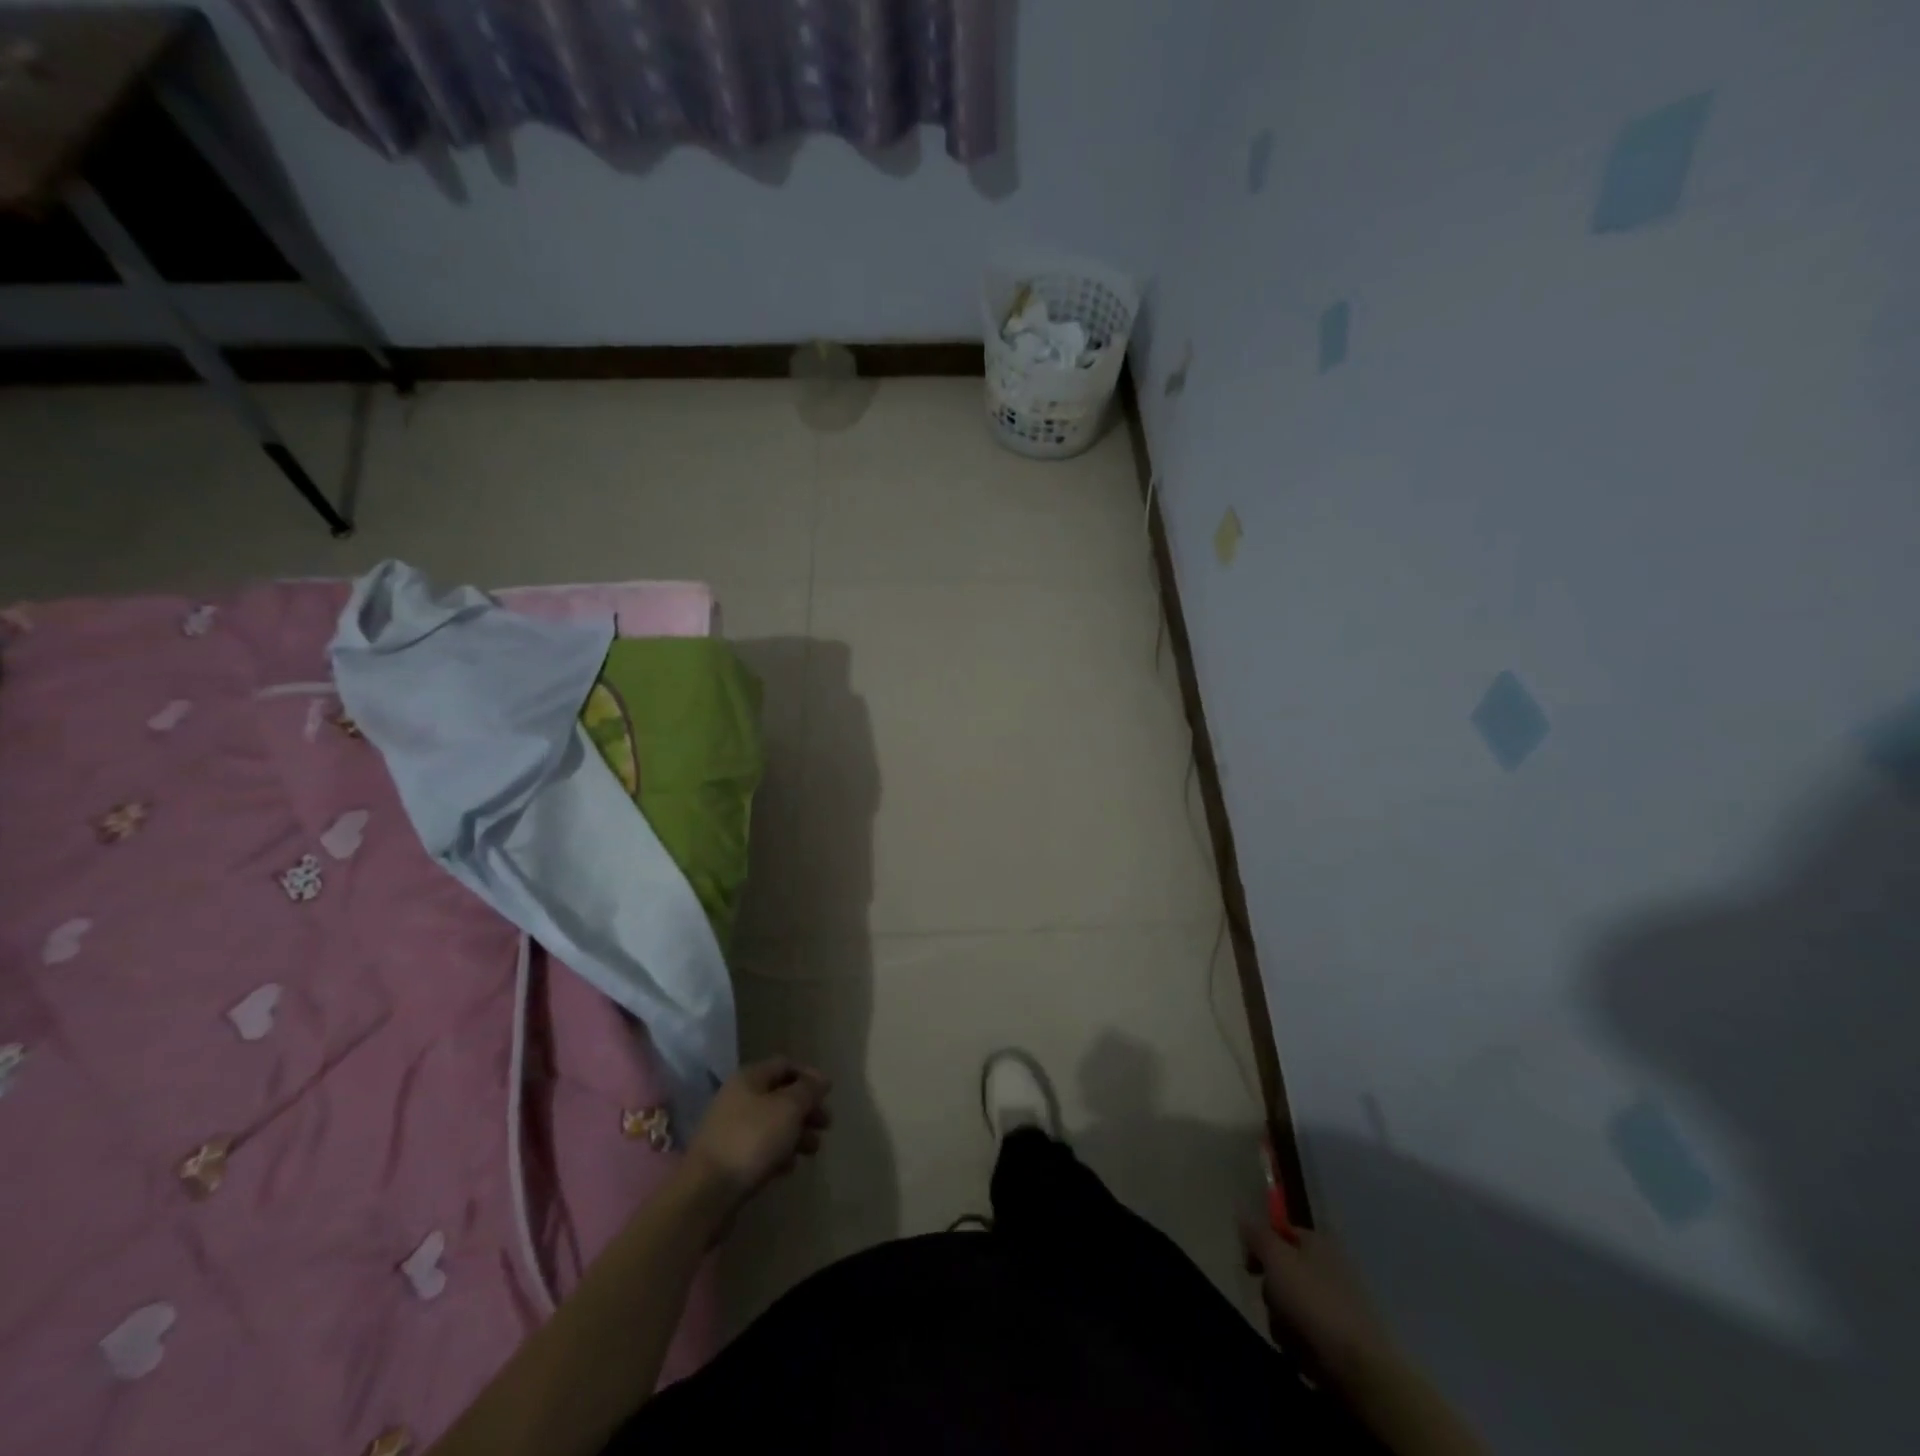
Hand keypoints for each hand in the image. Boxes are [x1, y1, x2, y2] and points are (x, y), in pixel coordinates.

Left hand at [686, 1058, 831, 1205]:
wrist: (706, 1192)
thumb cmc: (752, 1140)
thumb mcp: (788, 1108)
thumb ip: (808, 1091)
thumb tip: (821, 1080)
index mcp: (749, 1078)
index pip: (785, 1064)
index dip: (809, 1075)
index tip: (829, 1094)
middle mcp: (737, 1098)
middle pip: (780, 1095)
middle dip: (806, 1109)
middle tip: (826, 1125)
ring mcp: (730, 1129)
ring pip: (772, 1123)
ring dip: (796, 1133)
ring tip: (812, 1150)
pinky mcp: (728, 1158)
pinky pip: (760, 1148)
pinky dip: (778, 1153)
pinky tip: (788, 1167)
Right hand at [1239, 1218, 1394, 1377]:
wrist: (1359, 1369)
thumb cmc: (1313, 1303)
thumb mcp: (1276, 1259)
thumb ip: (1257, 1235)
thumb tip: (1243, 1216)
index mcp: (1317, 1243)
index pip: (1280, 1231)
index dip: (1260, 1245)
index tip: (1249, 1266)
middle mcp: (1328, 1267)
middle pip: (1282, 1271)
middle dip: (1271, 1291)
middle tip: (1273, 1302)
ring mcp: (1335, 1304)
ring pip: (1289, 1304)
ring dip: (1282, 1320)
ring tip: (1290, 1334)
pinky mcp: (1339, 1338)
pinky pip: (1304, 1332)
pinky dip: (1299, 1342)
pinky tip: (1303, 1353)